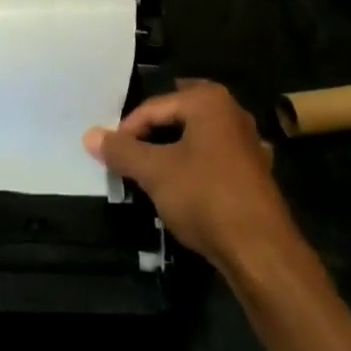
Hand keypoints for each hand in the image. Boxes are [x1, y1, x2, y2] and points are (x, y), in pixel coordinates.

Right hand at [85, 81, 295, 274]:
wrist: (261, 250)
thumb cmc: (205, 197)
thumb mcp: (155, 172)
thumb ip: (122, 151)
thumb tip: (89, 135)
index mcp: (208, 99)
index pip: (154, 106)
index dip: (128, 130)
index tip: (110, 155)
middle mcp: (231, 110)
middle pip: (177, 117)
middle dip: (151, 137)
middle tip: (128, 159)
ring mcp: (247, 141)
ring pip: (196, 138)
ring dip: (173, 153)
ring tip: (151, 176)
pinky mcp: (254, 170)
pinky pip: (214, 158)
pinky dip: (195, 168)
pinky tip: (184, 190)